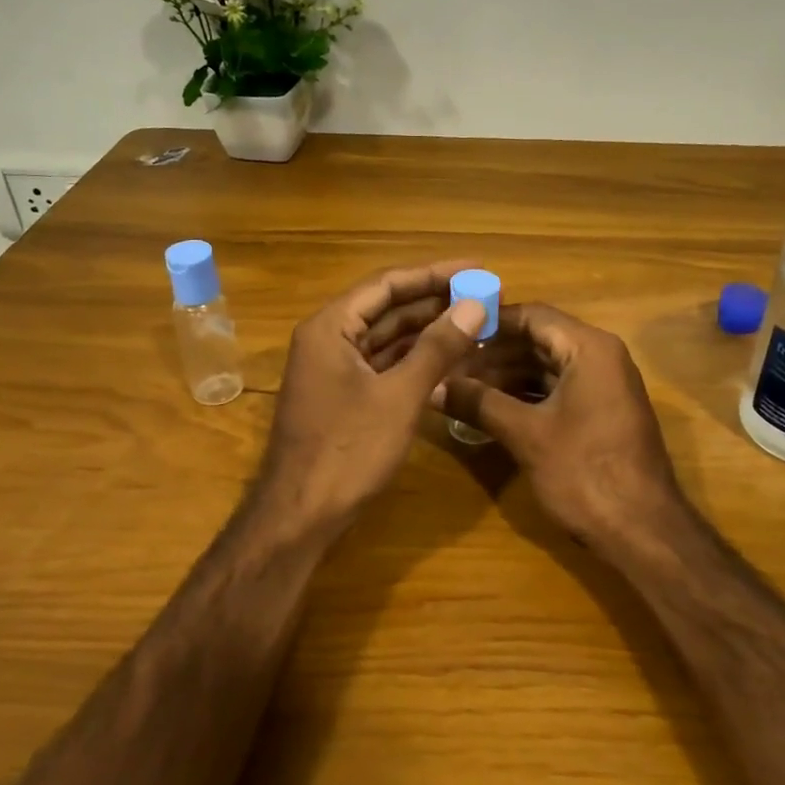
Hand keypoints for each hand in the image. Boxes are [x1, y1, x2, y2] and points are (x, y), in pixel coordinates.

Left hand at [256, 260, 487, 529]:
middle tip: (483, 296)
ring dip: (428, 331)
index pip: (388, 284)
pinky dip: (415, 360)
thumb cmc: (348, 450)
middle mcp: (328, 339)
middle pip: (387, 308)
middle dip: (435, 302)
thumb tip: (474, 305)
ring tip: (475, 323)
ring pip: (387, 338)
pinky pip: (383, 365)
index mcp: (331, 327)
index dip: (434, 273)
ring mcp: (334, 369)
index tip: (476, 269)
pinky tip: (450, 359)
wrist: (300, 515)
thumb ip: (437, 348)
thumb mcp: (399, 396)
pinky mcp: (343, 396)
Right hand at [436, 304, 686, 559]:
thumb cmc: (585, 472)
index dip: (489, 322)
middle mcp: (600, 357)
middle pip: (537, 339)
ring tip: (461, 389)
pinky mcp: (600, 413)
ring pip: (545, 367)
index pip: (532, 315)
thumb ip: (479, 403)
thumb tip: (433, 387)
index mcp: (589, 348)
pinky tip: (490, 410)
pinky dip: (524, 396)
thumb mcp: (526, 434)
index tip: (451, 332)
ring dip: (505, 377)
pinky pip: (557, 390)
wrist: (643, 531)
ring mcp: (603, 386)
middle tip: (448, 366)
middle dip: (492, 354)